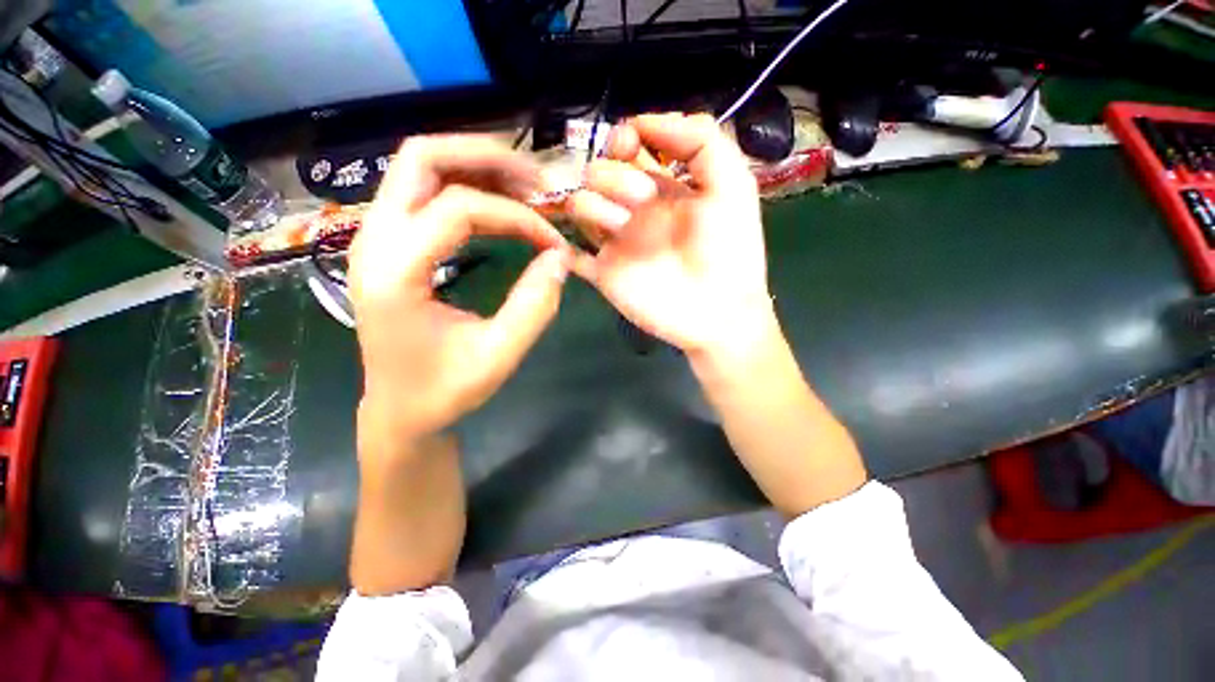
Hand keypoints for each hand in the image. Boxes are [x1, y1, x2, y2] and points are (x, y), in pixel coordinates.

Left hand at [348, 136, 571, 448]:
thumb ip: (534, 306)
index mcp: (394, 272)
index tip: (553, 243)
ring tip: (525, 191)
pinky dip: (466, 186)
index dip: (517, 218)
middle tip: (536, 184)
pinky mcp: (388, 244)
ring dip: (477, 167)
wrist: (399, 409)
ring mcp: (375, 238)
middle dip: (487, 158)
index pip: (460, 209)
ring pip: (421, 166)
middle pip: (422, 157)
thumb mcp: (498, 355)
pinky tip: (499, 206)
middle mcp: (374, 241)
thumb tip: (560, 257)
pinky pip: (424, 191)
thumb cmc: (444, 390)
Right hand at [569, 113, 773, 354]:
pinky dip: (563, 248)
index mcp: (662, 187)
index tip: (630, 144)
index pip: (627, 149)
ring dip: (595, 206)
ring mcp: (616, 242)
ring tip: (623, 225)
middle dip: (614, 175)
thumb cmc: (730, 250)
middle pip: (598, 172)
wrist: (718, 311)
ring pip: (578, 206)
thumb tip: (646, 120)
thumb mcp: (732, 185)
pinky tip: (571, 247)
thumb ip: (701, 141)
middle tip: (643, 199)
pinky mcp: (602, 272)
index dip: (623, 137)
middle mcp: (634, 210)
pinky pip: (568, 255)